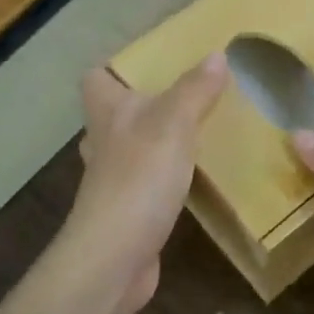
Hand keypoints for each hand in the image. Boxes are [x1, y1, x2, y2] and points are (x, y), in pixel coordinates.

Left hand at [57, 53, 229, 313]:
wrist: (114, 258)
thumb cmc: (140, 178)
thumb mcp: (175, 123)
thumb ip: (196, 89)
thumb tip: (217, 55)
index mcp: (107, 112)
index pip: (96, 77)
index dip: (116, 67)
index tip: (151, 63)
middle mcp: (104, 142)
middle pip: (114, 113)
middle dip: (143, 103)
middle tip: (184, 95)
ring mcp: (112, 180)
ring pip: (131, 148)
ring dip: (156, 141)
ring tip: (195, 132)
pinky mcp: (126, 211)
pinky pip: (145, 183)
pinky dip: (164, 177)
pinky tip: (192, 178)